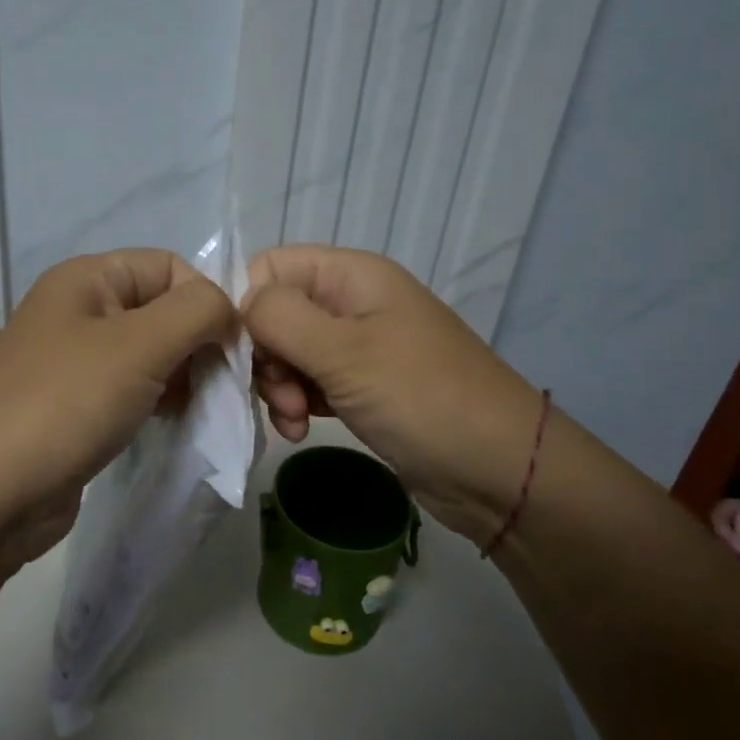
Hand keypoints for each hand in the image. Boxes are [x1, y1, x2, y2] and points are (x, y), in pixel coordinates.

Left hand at [0, 249, 237, 557]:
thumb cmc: (65, 402)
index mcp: (87, 279)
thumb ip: (198, 311)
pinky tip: (172, 424)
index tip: (230, 350)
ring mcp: (75, 361)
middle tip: (221, 388)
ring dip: (184, 377)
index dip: (206, 300)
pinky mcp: (77, 407)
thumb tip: (227, 311)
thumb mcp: (141, 344)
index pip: (169, 265)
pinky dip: (160, 402)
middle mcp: (80, 311)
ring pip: (152, 354)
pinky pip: (133, 390)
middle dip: (200, 343)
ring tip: (199, 410)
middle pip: (162, 310)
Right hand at [242, 245, 542, 541]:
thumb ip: (280, 318)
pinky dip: (297, 403)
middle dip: (266, 355)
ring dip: (278, 385)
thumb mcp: (345, 353)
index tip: (249, 354)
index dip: (249, 306)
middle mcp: (351, 302)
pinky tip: (299, 429)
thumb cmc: (422, 398)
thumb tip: (240, 304)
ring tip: (293, 420)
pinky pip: (309, 382)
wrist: (499, 471)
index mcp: (351, 275)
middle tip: (281, 396)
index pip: (270, 268)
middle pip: (275, 312)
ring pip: (288, 351)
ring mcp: (358, 346)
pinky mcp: (362, 386)